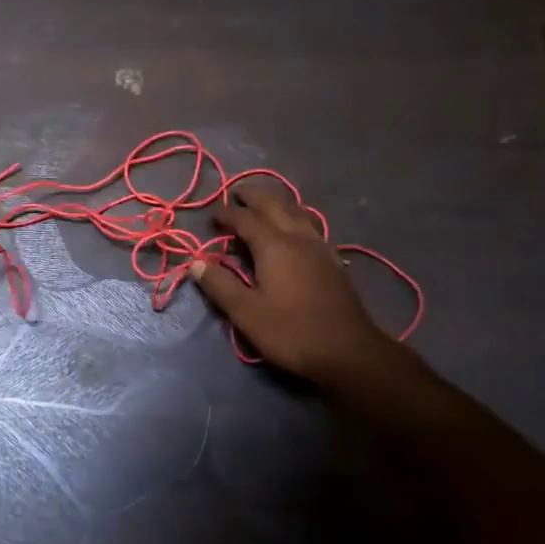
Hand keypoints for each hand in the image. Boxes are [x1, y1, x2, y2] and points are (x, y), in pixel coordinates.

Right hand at [189, 181, 394, 386]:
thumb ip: (220, 285)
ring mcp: (320, 247)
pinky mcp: (332, 260)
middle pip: (275, 205)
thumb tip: (196, 263)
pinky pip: (309, 225)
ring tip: (263, 203)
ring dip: (276, 202)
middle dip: (254, 196)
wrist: (349, 351)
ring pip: (296, 211)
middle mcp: (298, 238)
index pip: (245, 219)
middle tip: (236, 192)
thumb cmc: (291, 332)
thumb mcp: (246, 313)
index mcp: (274, 246)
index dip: (226, 214)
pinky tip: (293, 228)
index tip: (211, 216)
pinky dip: (294, 216)